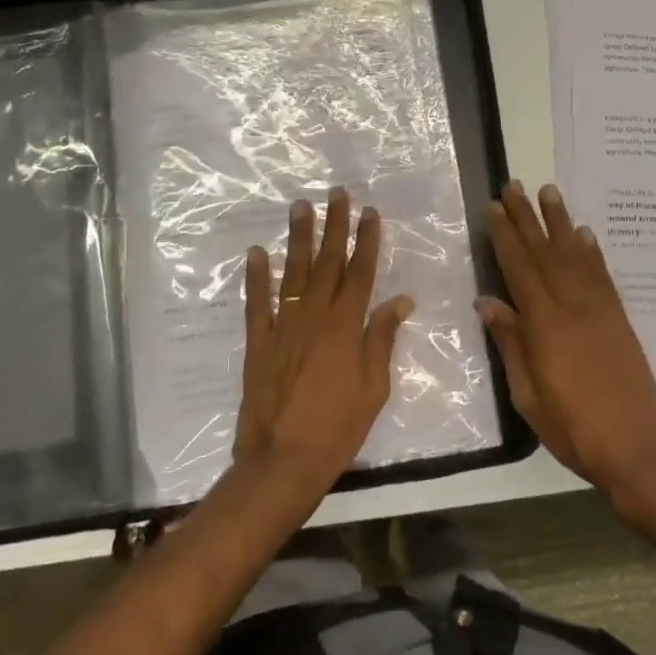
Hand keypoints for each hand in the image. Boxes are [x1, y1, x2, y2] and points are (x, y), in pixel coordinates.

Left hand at [233, 188, 414, 497]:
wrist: (283, 460)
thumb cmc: (338, 428)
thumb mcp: (374, 387)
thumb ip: (382, 339)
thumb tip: (400, 301)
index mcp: (346, 327)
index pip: (360, 273)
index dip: (366, 241)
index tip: (369, 213)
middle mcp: (314, 317)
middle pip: (327, 263)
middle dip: (333, 226)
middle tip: (335, 194)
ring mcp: (282, 327)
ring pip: (291, 273)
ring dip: (297, 239)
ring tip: (300, 207)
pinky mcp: (257, 343)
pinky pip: (256, 303)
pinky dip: (255, 277)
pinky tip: (256, 253)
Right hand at [478, 182, 655, 509]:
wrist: (636, 448)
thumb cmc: (573, 428)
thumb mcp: (528, 394)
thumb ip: (510, 343)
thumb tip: (487, 302)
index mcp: (546, 324)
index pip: (520, 268)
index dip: (505, 236)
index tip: (494, 208)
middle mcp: (573, 306)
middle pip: (545, 252)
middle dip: (527, 217)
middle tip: (514, 185)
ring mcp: (600, 309)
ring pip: (576, 255)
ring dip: (560, 222)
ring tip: (549, 191)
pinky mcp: (619, 318)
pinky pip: (602, 275)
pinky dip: (591, 251)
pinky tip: (584, 234)